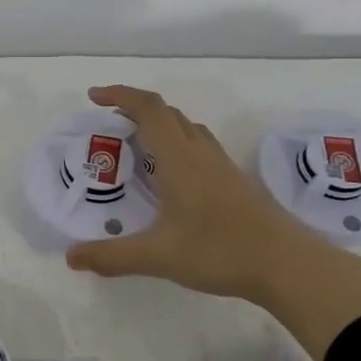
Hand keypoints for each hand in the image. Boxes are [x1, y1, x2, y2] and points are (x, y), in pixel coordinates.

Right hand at [65, 86, 360, 360]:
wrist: (289, 265)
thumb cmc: (220, 251)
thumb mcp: (158, 256)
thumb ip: (112, 256)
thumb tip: (71, 257)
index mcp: (178, 159)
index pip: (148, 109)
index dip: (120, 95)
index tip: (94, 96)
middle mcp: (200, 153)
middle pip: (167, 113)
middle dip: (134, 109)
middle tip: (109, 126)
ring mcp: (221, 166)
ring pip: (187, 129)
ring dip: (159, 126)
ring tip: (137, 148)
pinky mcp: (235, 182)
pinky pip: (199, 147)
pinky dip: (177, 146)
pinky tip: (172, 179)